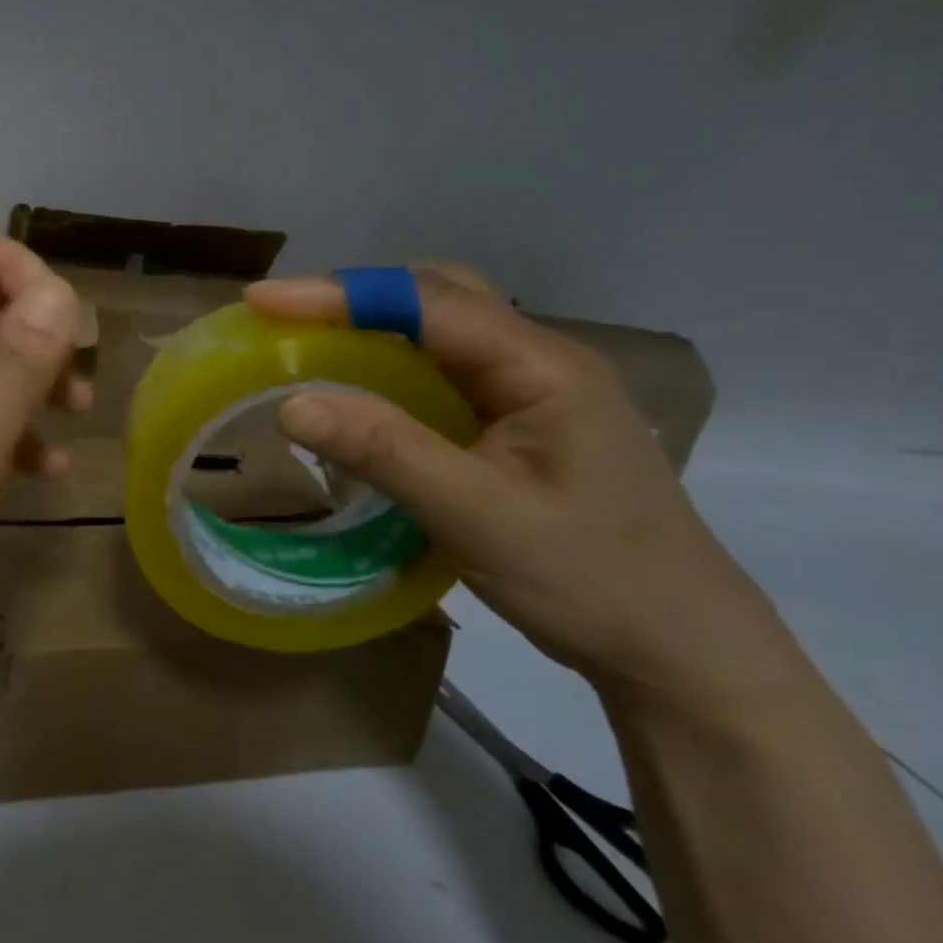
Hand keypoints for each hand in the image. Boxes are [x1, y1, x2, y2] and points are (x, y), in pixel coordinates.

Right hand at [245, 266, 802, 711]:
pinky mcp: (519, 421)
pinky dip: (389, 363)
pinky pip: (443, 369)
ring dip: (371, 323)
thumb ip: (385, 452)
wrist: (679, 648)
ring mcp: (532, 389)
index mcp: (541, 367)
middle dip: (355, 295)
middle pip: (437, 294)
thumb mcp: (477, 516)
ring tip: (306, 340)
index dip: (339, 294)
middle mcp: (538, 360)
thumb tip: (291, 404)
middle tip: (283, 316)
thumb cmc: (590, 579)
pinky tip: (359, 388)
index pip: (426, 303)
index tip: (263, 301)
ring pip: (440, 328)